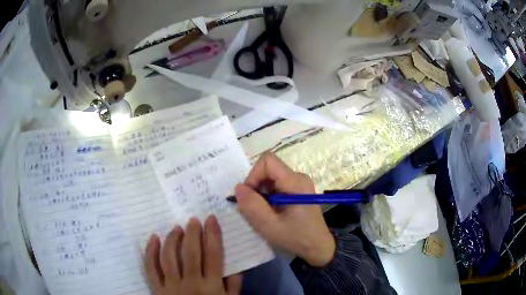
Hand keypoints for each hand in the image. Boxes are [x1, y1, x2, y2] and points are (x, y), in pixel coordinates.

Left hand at [144, 216, 241, 294]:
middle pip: (190, 253)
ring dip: (172, 239)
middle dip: (192, 233)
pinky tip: (154, 238)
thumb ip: (233, 285)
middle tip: (192, 220)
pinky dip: (150, 251)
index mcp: (211, 287)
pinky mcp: (157, 289)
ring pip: (168, 257)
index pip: (213, 255)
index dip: (212, 235)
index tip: (211, 219)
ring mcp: (171, 286)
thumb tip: (235, 264)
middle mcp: (190, 283)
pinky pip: (150, 268)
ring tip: (176, 228)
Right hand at [235, 152, 334, 266]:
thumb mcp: (270, 226)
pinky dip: (267, 197)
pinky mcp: (297, 191)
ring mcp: (298, 183)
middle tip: (254, 208)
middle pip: (268, 169)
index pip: (268, 161)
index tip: (249, 196)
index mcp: (295, 182)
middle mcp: (298, 177)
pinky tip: (271, 213)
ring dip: (261, 194)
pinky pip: (275, 186)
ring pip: (270, 178)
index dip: (253, 175)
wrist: (318, 247)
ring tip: (264, 213)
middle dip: (256, 186)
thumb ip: (252, 206)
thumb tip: (238, 187)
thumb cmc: (296, 238)